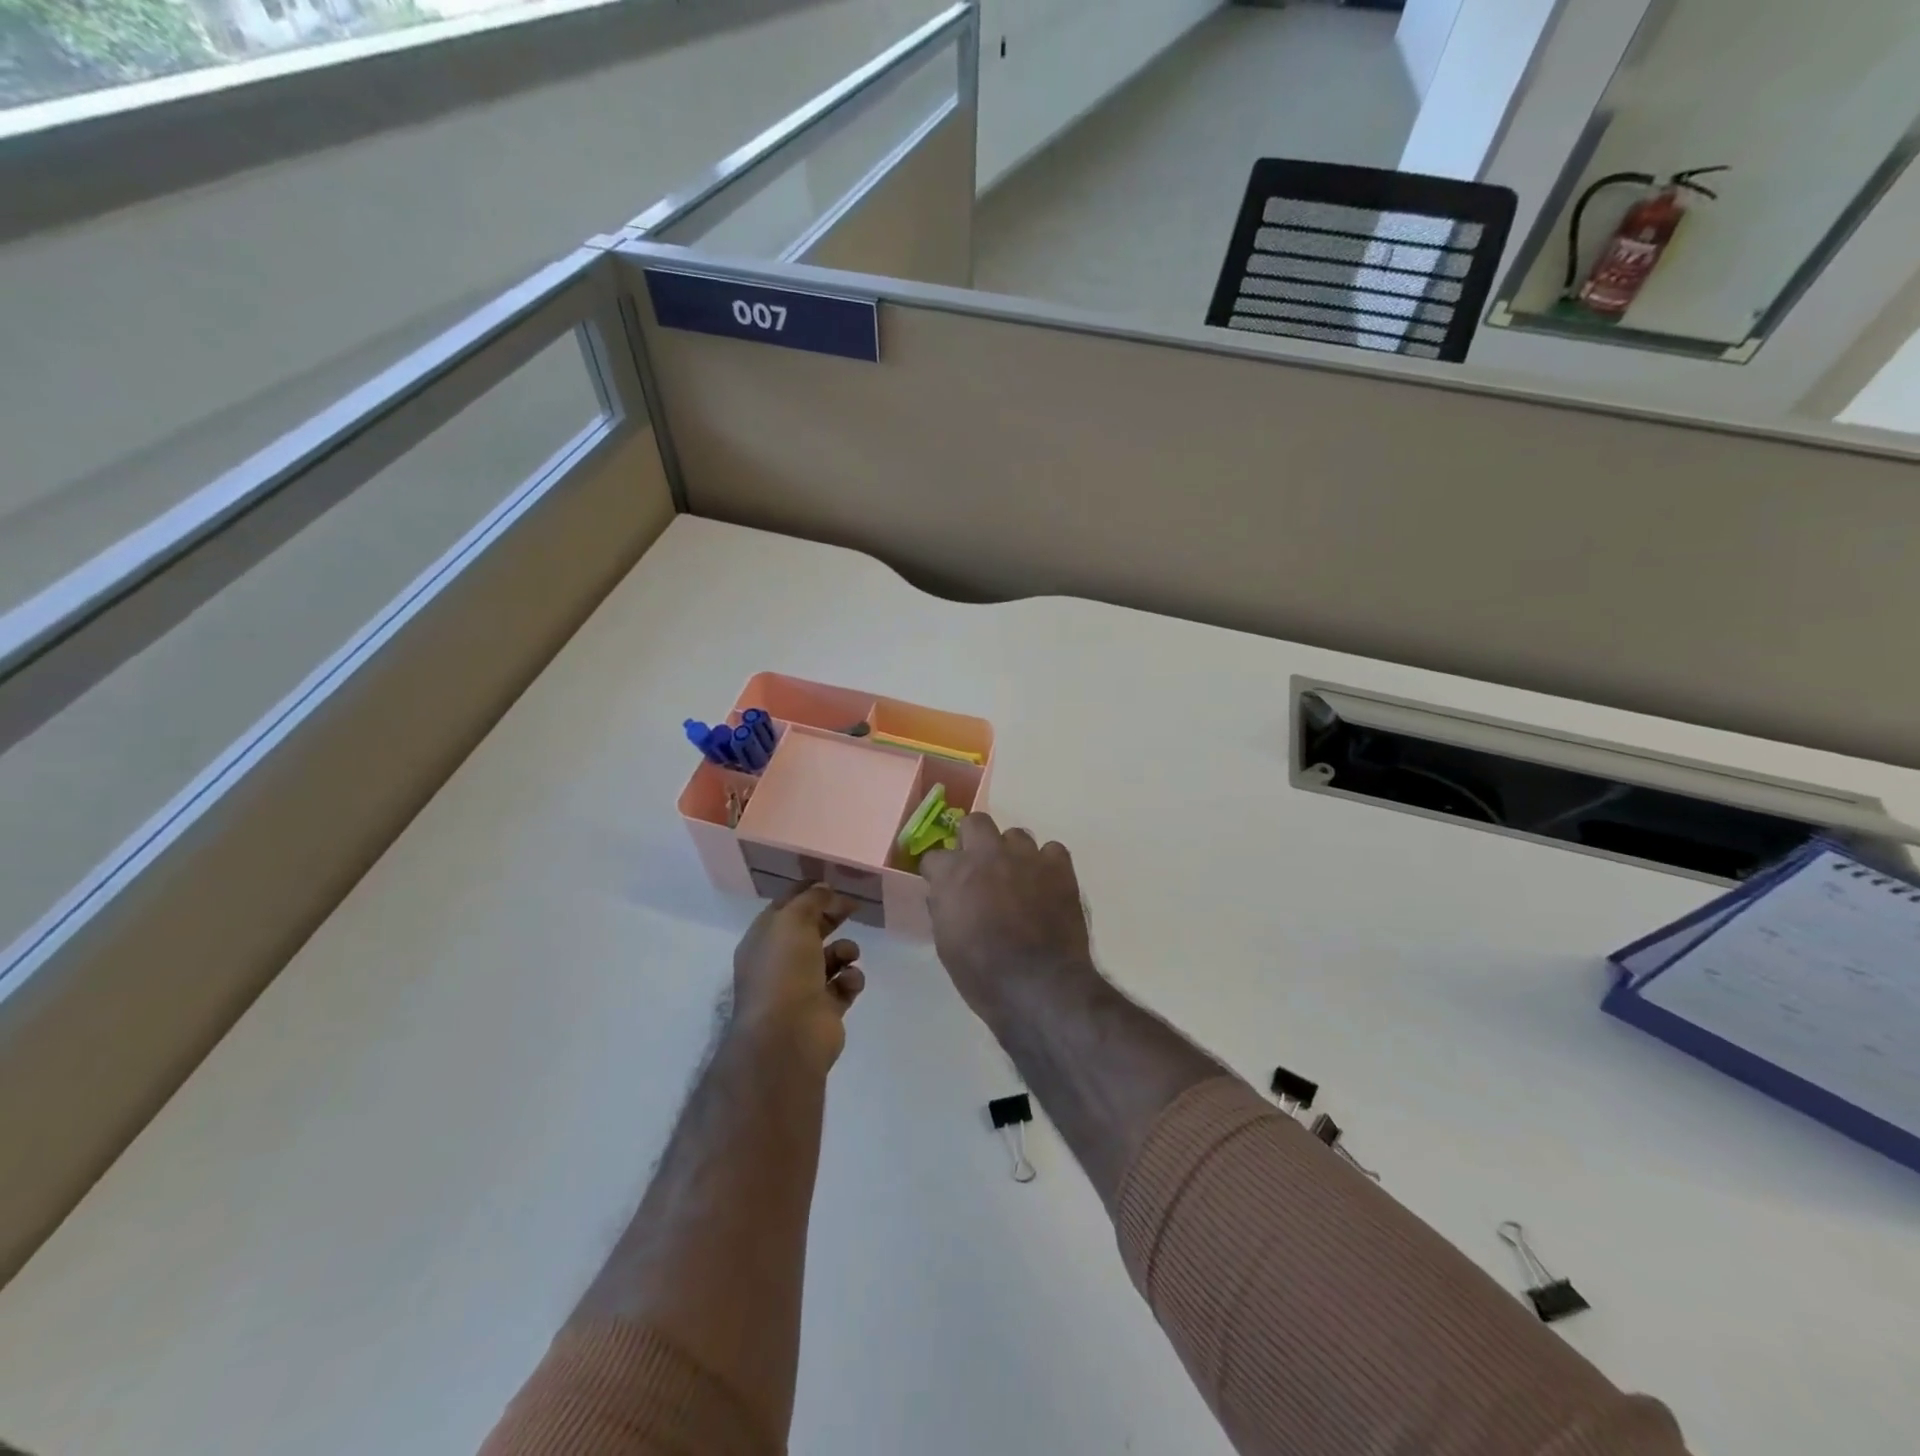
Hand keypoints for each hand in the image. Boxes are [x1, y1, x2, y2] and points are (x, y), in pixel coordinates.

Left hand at [731, 884, 865, 1073]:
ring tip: (849, 955)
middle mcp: (780, 963)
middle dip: (831, 917)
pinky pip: (844, 985)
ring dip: (845, 950)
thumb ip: (811, 900)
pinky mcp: (825, 1009)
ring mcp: (802, 988)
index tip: (831, 881)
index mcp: (764, 940)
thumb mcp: (793, 921)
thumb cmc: (784, 971)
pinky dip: (851, 980)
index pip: (785, 907)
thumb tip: (823, 888)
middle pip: (810, 930)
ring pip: (831, 958)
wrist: (788, 1036)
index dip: (807, 892)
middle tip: (853, 907)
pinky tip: (849, 982)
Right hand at [920, 814, 1095, 1028]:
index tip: (943, 887)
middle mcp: (988, 854)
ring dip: (1011, 853)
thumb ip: (943, 909)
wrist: (1039, 985)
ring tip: (1017, 879)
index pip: (935, 857)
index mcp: (954, 874)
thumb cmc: (982, 974)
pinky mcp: (1059, 867)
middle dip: (973, 841)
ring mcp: (1026, 857)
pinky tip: (1046, 885)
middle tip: (979, 869)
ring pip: (1016, 835)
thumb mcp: (946, 945)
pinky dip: (1047, 864)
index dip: (938, 873)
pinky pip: (1052, 850)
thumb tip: (944, 896)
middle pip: (976, 823)